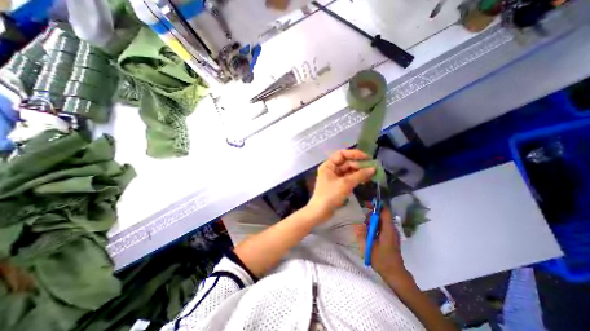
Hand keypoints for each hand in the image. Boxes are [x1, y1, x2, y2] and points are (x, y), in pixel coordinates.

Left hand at [307, 150, 375, 222]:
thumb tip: (374, 169)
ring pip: (349, 171)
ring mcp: (334, 177)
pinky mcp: (338, 185)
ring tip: (372, 173)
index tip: (367, 157)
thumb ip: (360, 175)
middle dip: (359, 164)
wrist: (320, 211)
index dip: (354, 154)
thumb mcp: (345, 184)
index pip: (342, 154)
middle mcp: (331, 169)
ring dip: (359, 172)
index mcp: (328, 165)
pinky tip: (366, 179)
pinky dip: (356, 178)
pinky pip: (348, 178)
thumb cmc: (330, 195)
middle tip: (373, 167)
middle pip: (346, 162)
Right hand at [352, 208, 408, 276]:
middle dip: (371, 215)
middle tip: (364, 223)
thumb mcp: (369, 247)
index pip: (385, 212)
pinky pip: (382, 227)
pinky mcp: (390, 237)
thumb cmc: (382, 260)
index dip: (377, 205)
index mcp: (388, 229)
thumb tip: (357, 225)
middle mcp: (391, 229)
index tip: (367, 204)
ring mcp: (392, 233)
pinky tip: (369, 234)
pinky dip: (375, 227)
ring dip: (372, 222)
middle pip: (382, 215)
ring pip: (381, 221)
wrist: (395, 273)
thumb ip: (363, 234)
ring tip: (365, 230)